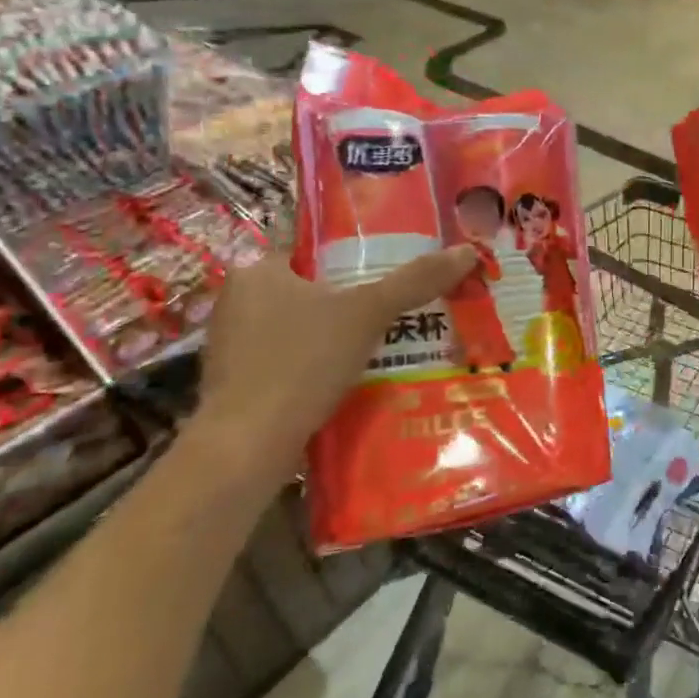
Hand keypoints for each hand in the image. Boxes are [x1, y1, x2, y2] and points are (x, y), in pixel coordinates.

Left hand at [197, 247, 476, 474]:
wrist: (248, 447)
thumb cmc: (302, 362)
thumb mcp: (368, 313)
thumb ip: (415, 281)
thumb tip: (466, 250)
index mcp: (257, 271)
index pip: (312, 251)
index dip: (353, 258)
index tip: (389, 271)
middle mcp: (236, 301)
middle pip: (309, 289)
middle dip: (349, 300)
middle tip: (394, 309)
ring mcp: (232, 345)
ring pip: (298, 328)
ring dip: (334, 336)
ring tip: (383, 343)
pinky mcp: (235, 384)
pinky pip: (287, 362)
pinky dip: (316, 366)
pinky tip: (349, 378)